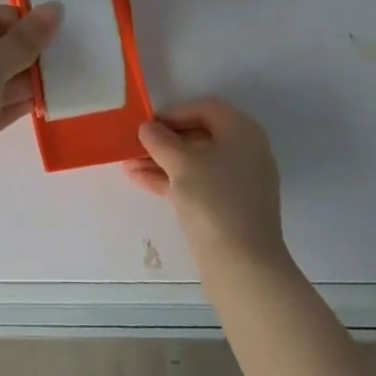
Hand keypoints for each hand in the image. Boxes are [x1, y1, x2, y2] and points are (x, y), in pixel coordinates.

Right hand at [124, 99, 286, 265]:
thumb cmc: (214, 200)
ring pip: (196, 163)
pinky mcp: (232, 208)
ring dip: (163, 163)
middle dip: (164, 142)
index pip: (205, 109)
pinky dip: (174, 181)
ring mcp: (240, 183)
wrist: (243, 266)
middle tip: (134, 147)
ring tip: (129, 166)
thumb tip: (148, 127)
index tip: (147, 125)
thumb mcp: (181, 163)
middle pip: (200, 136)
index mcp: (242, 132)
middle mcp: (246, 152)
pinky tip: (142, 182)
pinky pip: (200, 184)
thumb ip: (160, 140)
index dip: (174, 113)